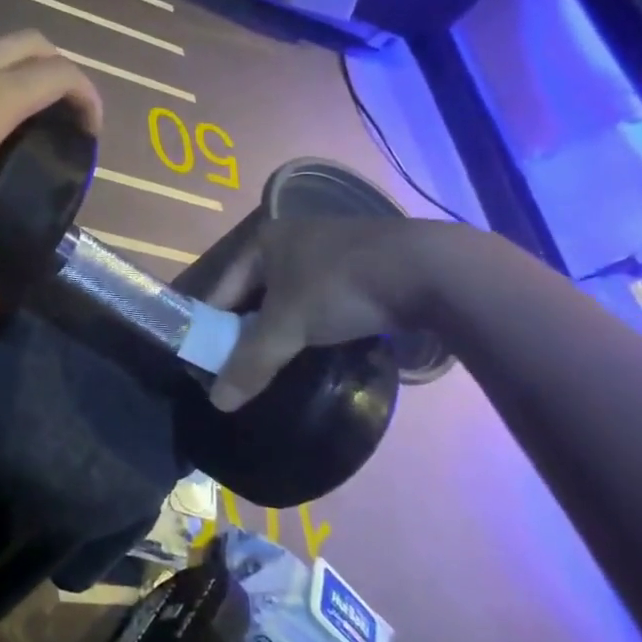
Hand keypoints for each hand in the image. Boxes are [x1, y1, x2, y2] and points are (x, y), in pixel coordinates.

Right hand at [203, 216, 446, 409]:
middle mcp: (292, 238)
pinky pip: (323, 299)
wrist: (433, 269)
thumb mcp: (287, 327)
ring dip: (284, 328)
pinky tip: (320, 346)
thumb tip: (217, 403)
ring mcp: (331, 250)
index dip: (211, 325)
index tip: (208, 360)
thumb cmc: (340, 287)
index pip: (221, 288)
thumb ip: (249, 363)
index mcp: (263, 240)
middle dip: (248, 329)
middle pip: (255, 293)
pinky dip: (315, 323)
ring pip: (291, 297)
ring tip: (279, 361)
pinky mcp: (365, 266)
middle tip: (243, 365)